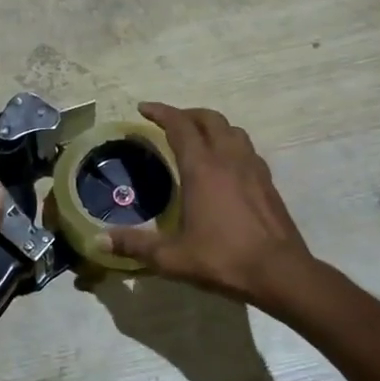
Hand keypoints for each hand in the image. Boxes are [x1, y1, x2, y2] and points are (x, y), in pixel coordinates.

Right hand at [106, 102, 315, 305]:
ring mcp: (252, 168)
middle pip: (209, 119)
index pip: (179, 125)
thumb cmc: (223, 259)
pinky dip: (231, 143)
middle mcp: (228, 158)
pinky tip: (226, 163)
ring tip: (198, 137)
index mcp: (202, 168)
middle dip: (186, 114)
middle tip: (168, 122)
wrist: (281, 273)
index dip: (160, 112)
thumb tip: (98, 240)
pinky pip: (247, 148)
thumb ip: (135, 245)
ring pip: (232, 130)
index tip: (143, 108)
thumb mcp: (172, 257)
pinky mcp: (268, 181)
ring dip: (212, 125)